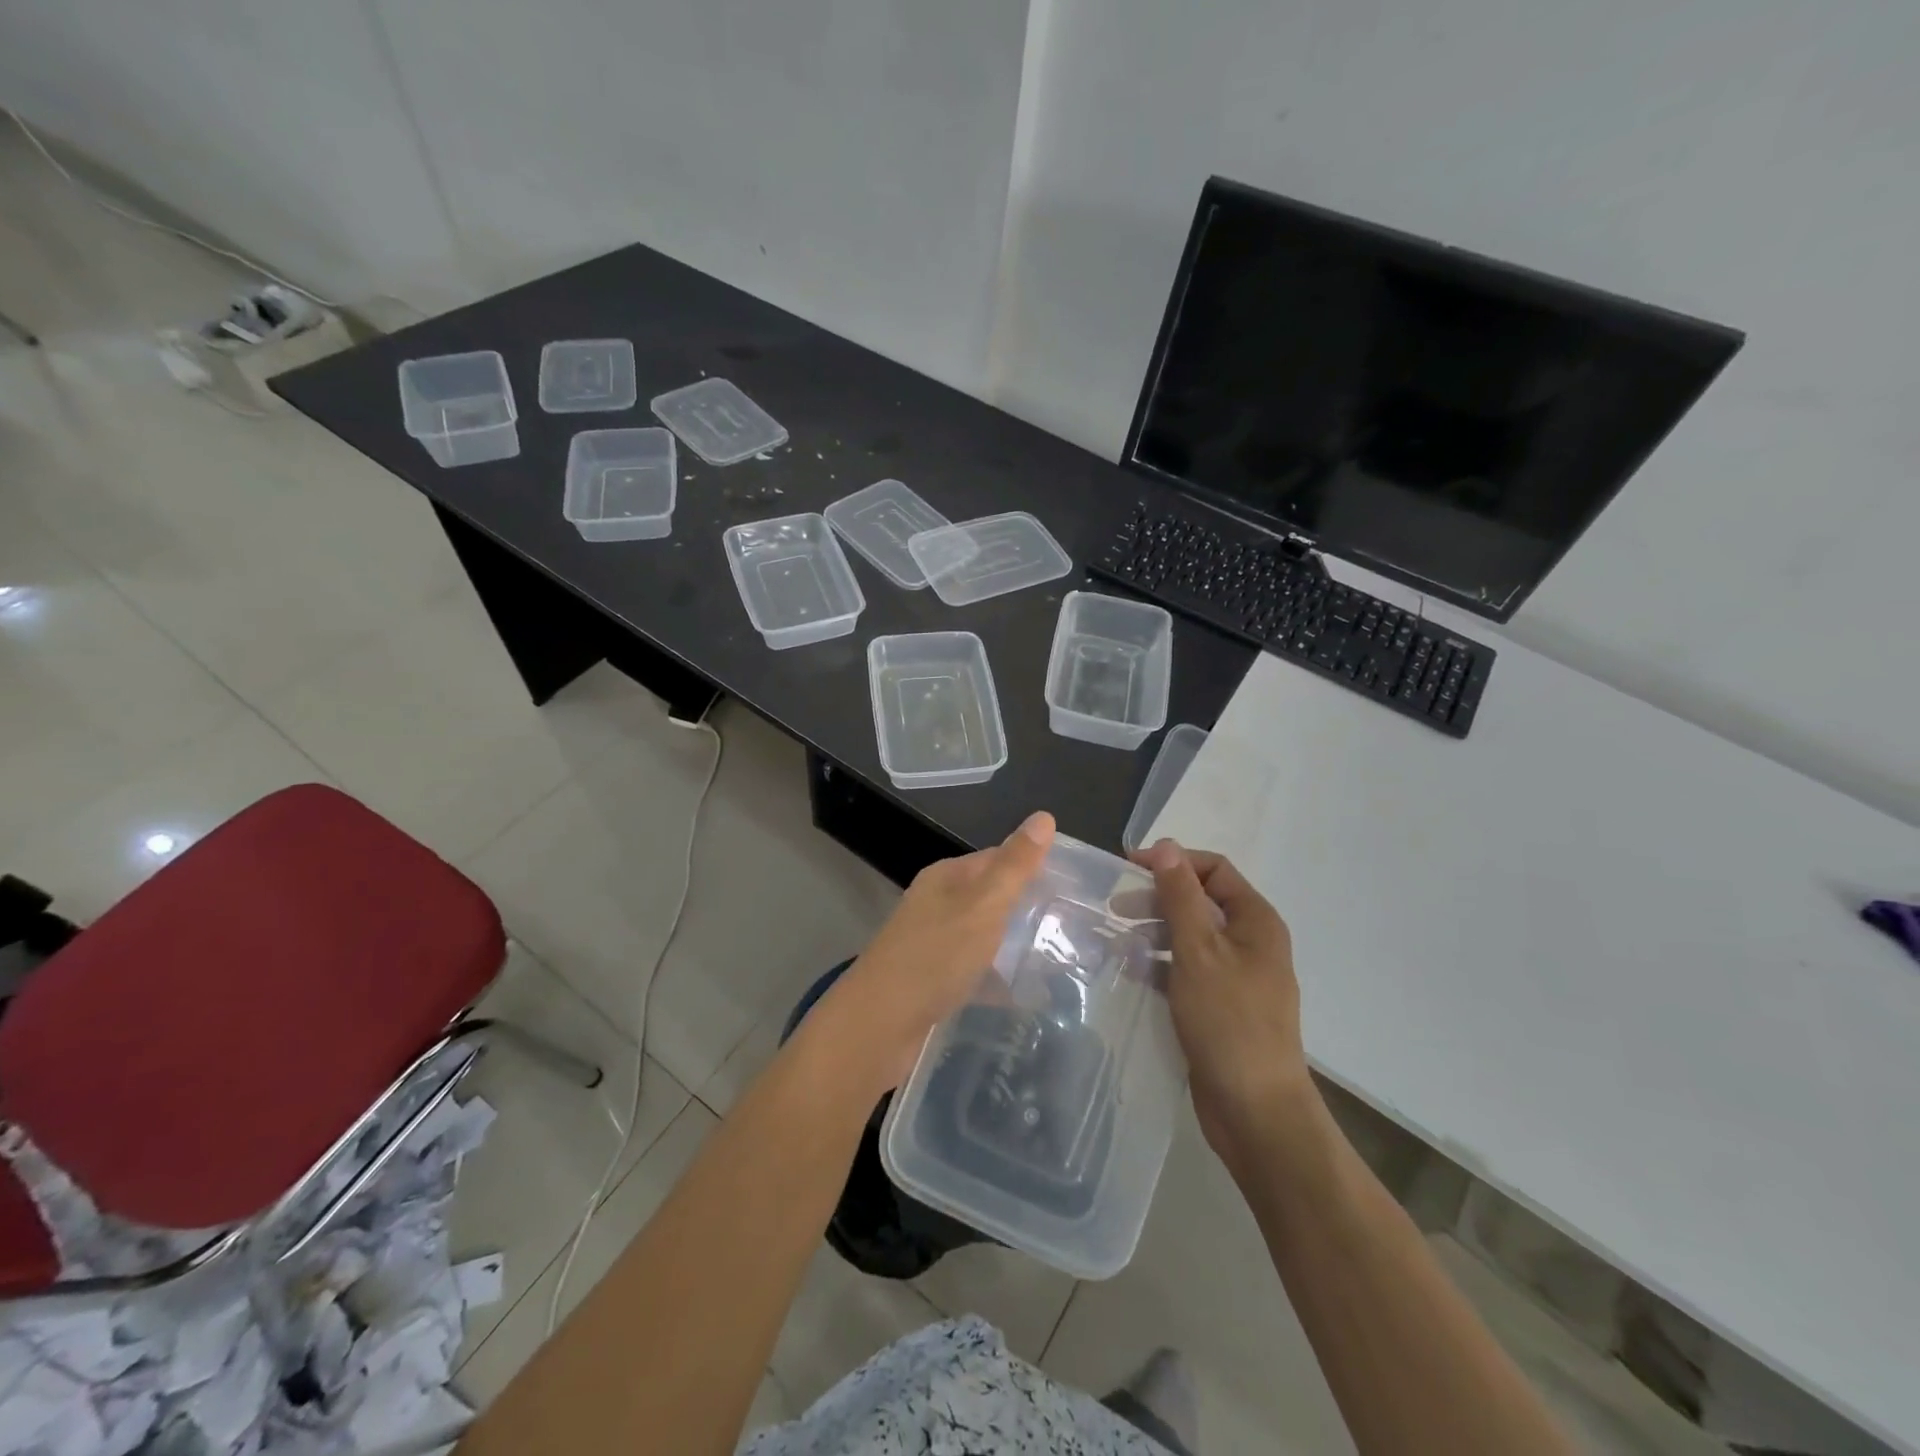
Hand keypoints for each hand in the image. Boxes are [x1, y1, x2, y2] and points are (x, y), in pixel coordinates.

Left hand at [809, 811, 1055, 1092]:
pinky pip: (976, 974)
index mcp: (947, 879)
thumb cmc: (933, 958)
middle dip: (1030, 909)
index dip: (1035, 866)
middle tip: (1079, 926)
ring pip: (985, 937)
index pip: (998, 859)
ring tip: (1065, 960)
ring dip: (1017, 946)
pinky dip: (1000, 981)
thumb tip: (1044, 816)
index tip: (1078, 885)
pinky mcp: (934, 984)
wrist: (877, 1028)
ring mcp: (933, 946)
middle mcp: (937, 906)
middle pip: (992, 898)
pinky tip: (1029, 997)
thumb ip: (1014, 867)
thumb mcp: (982, 906)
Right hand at [1134, 839, 1314, 1175]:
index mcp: (1255, 921)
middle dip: (1158, 898)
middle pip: (1200, 901)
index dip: (1173, 862)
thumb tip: (1166, 846)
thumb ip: (1180, 896)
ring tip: (1116, 942)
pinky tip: (1131, 973)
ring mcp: (1236, 976)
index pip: (1214, 869)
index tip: (1128, 869)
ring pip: (1190, 937)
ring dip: (1154, 933)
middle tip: (1116, 909)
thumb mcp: (1199, 950)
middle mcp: (1250, 942)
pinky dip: (1160, 966)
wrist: (1255, 1110)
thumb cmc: (1229, 1021)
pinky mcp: (1219, 1006)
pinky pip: (1186, 971)